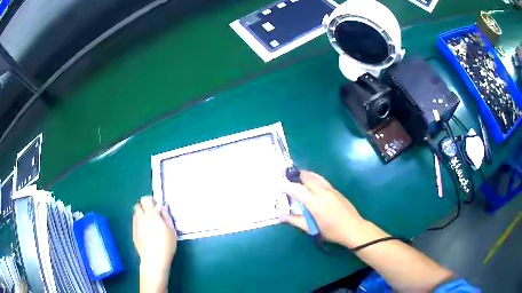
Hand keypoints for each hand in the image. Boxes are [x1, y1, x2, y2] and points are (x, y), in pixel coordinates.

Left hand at [133, 196, 176, 291]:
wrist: (154, 260)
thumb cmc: (166, 245)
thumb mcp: (172, 230)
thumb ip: (166, 217)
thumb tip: (162, 207)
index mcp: (151, 215)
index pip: (145, 199)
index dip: (150, 200)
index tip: (157, 206)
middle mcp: (141, 218)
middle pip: (138, 205)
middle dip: (144, 207)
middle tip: (152, 214)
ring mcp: (135, 226)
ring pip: (135, 214)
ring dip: (141, 215)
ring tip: (149, 224)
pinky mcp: (133, 234)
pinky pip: (135, 223)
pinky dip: (140, 223)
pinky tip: (146, 234)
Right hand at [280, 171, 368, 247]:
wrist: (353, 228)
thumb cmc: (331, 231)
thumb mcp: (311, 229)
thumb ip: (295, 220)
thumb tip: (280, 216)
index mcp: (315, 202)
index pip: (297, 189)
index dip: (286, 186)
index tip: (278, 186)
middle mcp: (322, 192)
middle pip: (306, 178)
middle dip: (294, 176)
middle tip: (283, 175)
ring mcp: (330, 189)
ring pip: (315, 176)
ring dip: (304, 174)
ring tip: (295, 175)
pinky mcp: (336, 190)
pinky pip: (321, 180)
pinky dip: (312, 177)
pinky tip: (310, 181)